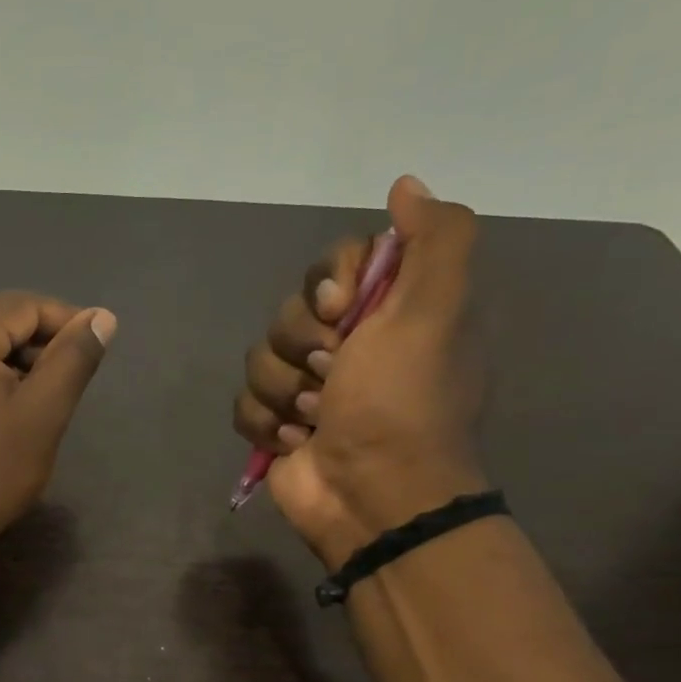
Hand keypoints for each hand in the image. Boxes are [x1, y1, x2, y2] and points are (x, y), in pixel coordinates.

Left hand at [0, 291, 116, 561]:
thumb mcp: (41, 416)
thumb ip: (73, 359)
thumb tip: (101, 317)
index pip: (24, 305)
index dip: (67, 321)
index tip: (97, 349)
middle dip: (40, 346)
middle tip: (69, 384)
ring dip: (16, 363)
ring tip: (41, 402)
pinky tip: (6, 409)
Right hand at [233, 176, 486, 567]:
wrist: (371, 495)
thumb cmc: (401, 403)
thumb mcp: (436, 310)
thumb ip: (435, 238)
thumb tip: (405, 186)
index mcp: (390, 311)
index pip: (334, 264)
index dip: (327, 284)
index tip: (340, 311)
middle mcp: (349, 344)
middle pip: (290, 310)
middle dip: (301, 345)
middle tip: (331, 375)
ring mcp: (308, 387)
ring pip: (260, 358)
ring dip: (284, 391)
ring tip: (315, 419)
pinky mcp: (278, 424)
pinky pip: (244, 402)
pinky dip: (266, 423)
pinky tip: (296, 441)